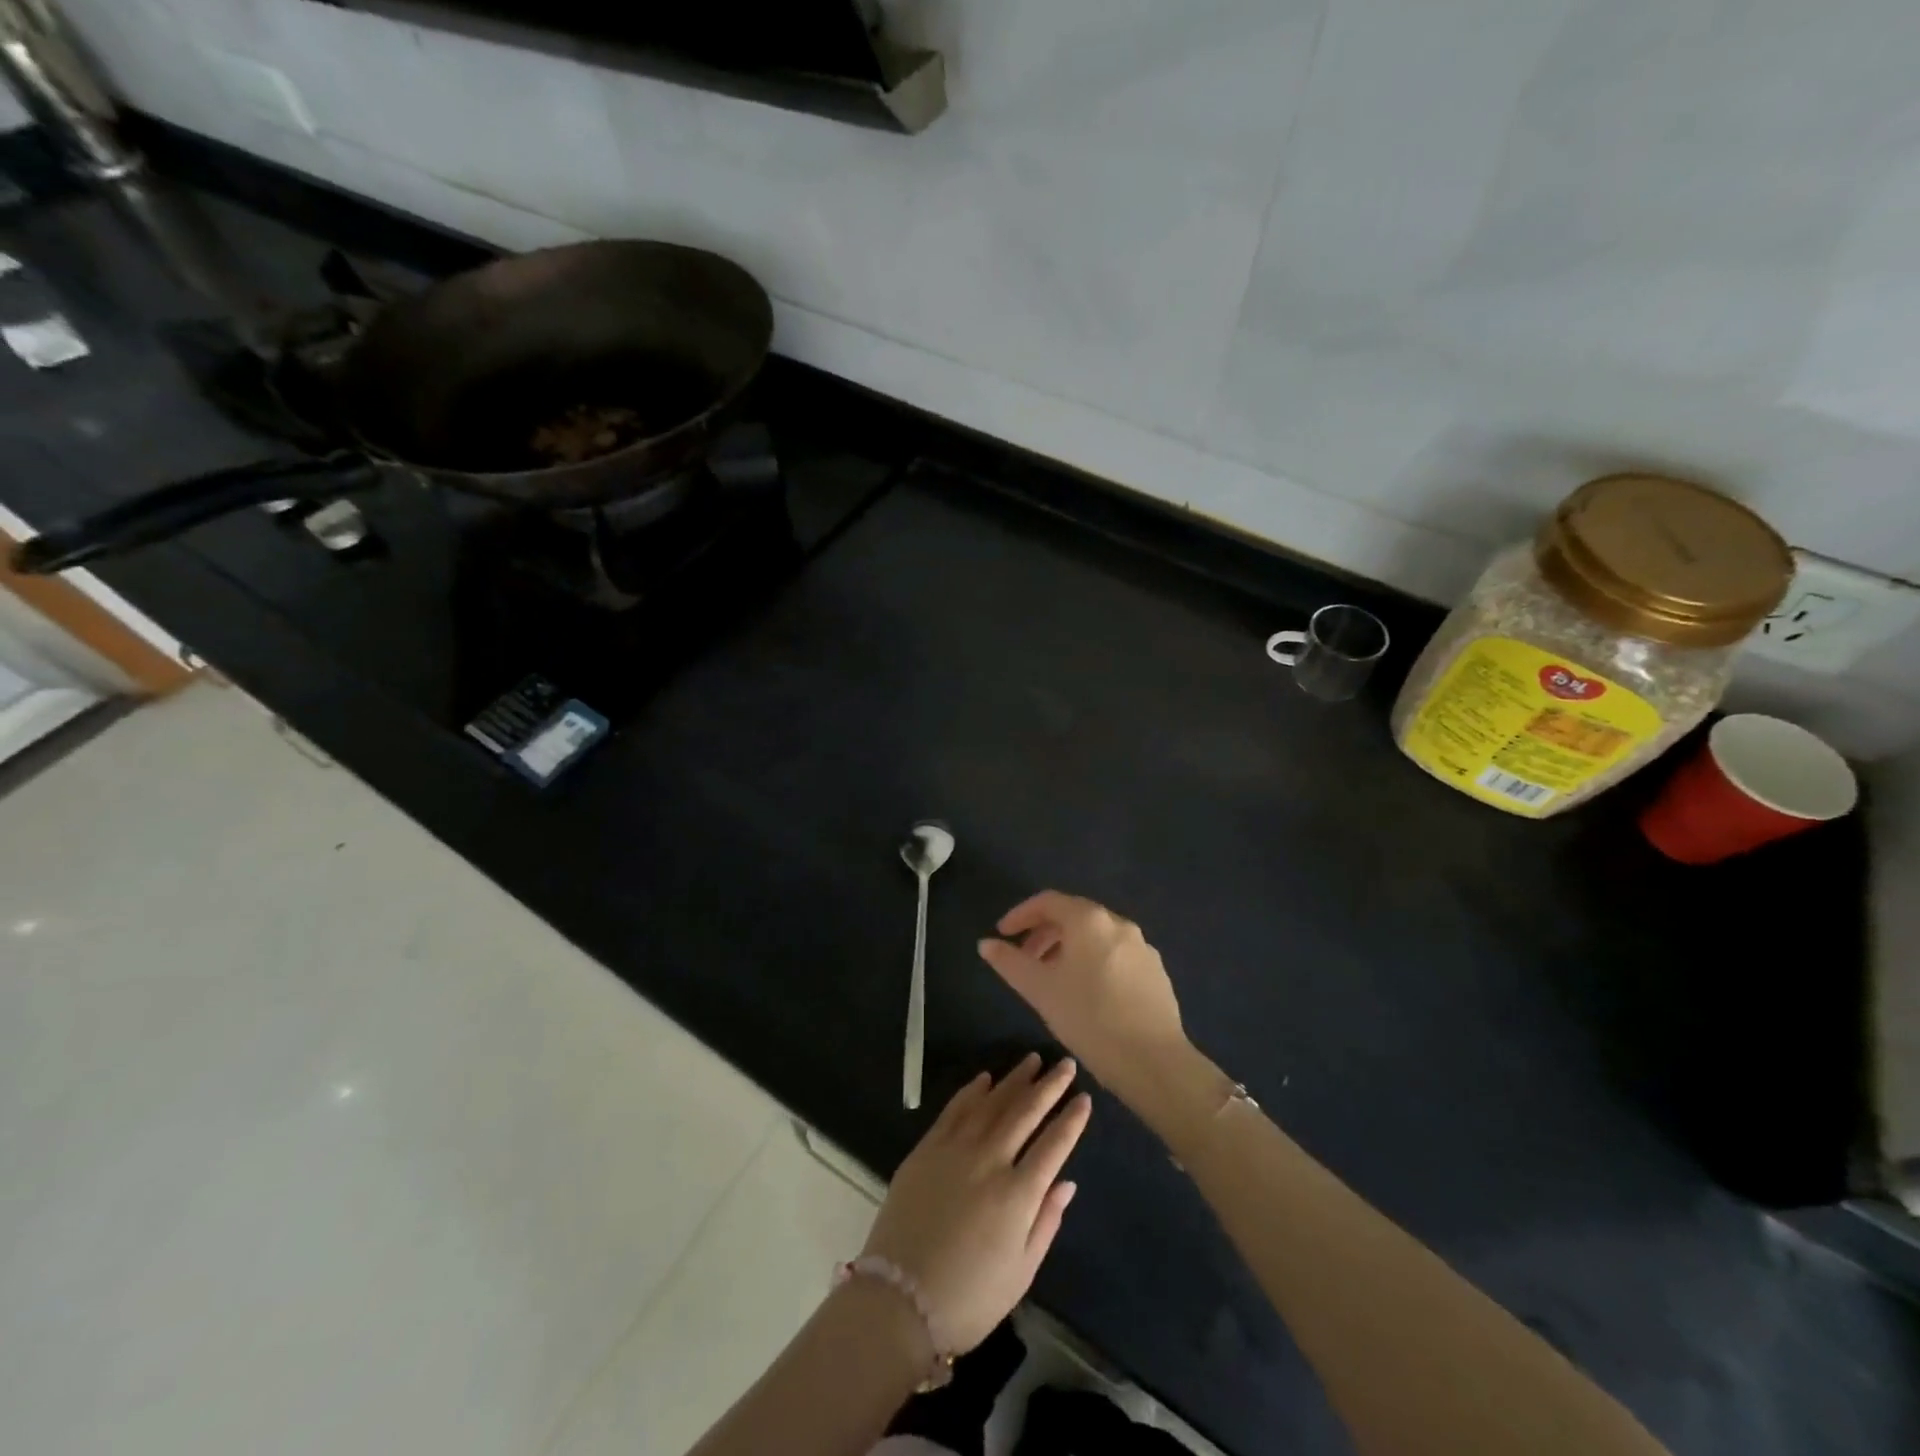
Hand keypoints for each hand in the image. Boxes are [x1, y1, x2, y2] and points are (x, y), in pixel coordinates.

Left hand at [861, 1055, 1089, 1354]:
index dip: (1071, 1120)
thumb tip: (1067, 1182)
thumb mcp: (1021, 1272)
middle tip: (1066, 1064)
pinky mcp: (927, 1148)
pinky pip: (954, 1109)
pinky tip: (986, 1078)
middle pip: (1025, 1112)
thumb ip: (1046, 1222)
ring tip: (1033, 1060)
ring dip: (1014, 1079)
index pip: (1053, 1145)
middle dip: (1049, 1086)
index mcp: (1017, 1194)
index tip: (1084, 1099)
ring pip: (992, 1102)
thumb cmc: (969, 1298)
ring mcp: (955, 1149)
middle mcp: (989, 1161)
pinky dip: (972, 1091)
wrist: (898, 1300)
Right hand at [977, 892, 1189, 1105]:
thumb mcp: (1039, 989)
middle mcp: (1118, 923)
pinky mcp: (1155, 971)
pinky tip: (1087, 993)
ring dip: (1068, 948)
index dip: (1020, 914)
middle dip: (1044, 933)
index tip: (1002, 934)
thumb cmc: (1088, 1017)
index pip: (1047, 901)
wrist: (1153, 1060)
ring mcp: (1142, 947)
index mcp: (1089, 920)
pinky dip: (1093, 962)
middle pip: (1073, 916)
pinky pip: (1116, 955)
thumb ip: (1009, 962)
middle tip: (1024, 959)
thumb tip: (985, 944)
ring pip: (1096, 936)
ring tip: (1052, 978)